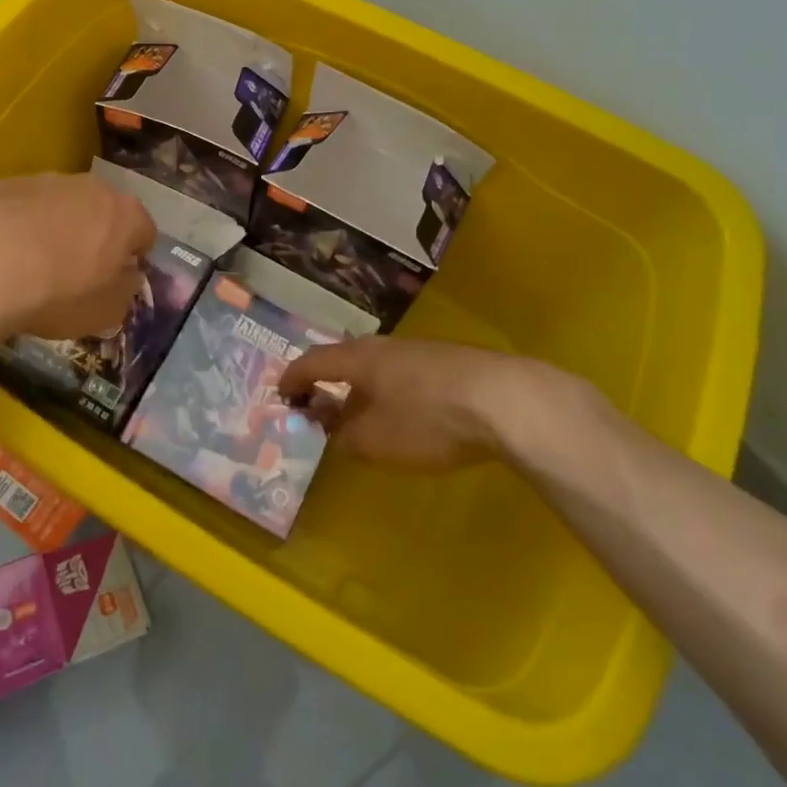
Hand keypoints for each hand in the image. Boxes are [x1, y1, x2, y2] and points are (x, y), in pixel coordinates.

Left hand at [0, 172, 156, 341]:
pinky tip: (7, 252)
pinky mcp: (9, 183)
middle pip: (105, 211)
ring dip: (60, 226)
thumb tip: (127, 276)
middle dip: (98, 235)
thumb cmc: (60, 293)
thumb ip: (126, 290)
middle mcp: (93, 187)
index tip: (117, 279)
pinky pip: (27, 205)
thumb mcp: (107, 311)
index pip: (145, 232)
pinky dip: (24, 223)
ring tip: (38, 261)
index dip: (134, 257)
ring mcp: (49, 180)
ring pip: (65, 203)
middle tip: (80, 270)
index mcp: (126, 215)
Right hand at [276, 336, 557, 471]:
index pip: (313, 361)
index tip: (281, 394)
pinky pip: (403, 374)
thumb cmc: (428, 419)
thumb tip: (331, 427)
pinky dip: (390, 391)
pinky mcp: (449, 363)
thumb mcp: (376, 440)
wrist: (506, 400)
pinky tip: (405, 413)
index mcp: (358, 358)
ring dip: (361, 389)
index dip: (293, 378)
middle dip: (328, 383)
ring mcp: (419, 351)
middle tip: (319, 406)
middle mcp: (383, 346)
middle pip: (345, 360)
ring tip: (361, 414)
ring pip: (377, 366)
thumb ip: (345, 435)